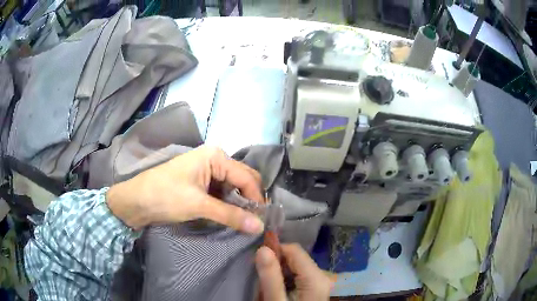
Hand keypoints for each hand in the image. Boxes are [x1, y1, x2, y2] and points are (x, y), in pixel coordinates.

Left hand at [106, 145, 264, 232]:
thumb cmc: (165, 196)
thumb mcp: (199, 205)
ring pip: (234, 187)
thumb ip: (231, 215)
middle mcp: (215, 159)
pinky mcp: (201, 182)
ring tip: (244, 222)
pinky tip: (230, 216)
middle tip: (255, 222)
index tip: (262, 221)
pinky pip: (222, 191)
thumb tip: (260, 227)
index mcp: (216, 156)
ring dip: (239, 203)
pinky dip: (228, 204)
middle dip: (250, 200)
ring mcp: (208, 170)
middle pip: (243, 179)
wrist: (136, 200)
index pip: (247, 177)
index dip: (257, 199)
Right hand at [255, 244, 333, 300]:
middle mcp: (323, 276)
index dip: (275, 251)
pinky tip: (280, 292)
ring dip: (280, 274)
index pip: (294, 250)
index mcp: (316, 278)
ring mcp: (322, 283)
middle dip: (277, 265)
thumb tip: (263, 249)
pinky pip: (300, 277)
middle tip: (261, 279)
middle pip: (296, 259)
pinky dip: (287, 281)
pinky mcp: (318, 288)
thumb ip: (270, 277)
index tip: (258, 261)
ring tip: (270, 287)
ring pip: (297, 268)